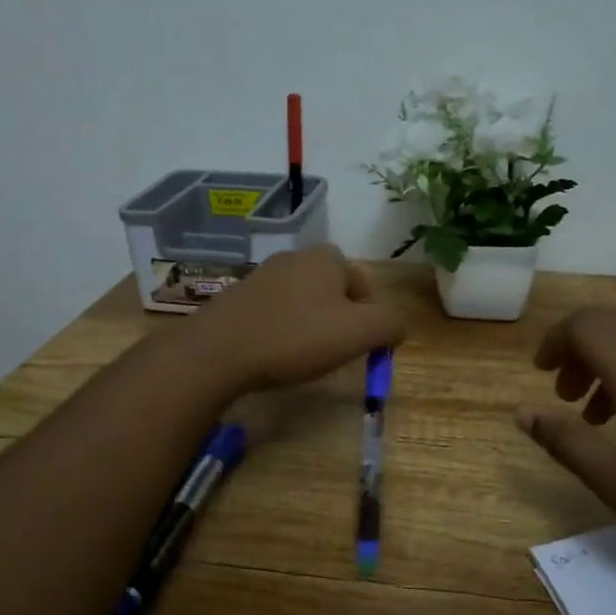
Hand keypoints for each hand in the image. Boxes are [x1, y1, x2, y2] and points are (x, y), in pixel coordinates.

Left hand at [190, 247, 406, 393]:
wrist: (218, 351)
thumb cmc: (296, 338)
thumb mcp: (359, 333)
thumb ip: (390, 324)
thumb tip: (397, 326)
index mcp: (326, 258)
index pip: (362, 284)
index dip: (368, 317)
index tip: (358, 347)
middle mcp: (295, 258)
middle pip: (333, 291)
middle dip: (339, 321)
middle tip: (334, 352)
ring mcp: (263, 276)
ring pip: (304, 302)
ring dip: (311, 326)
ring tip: (304, 357)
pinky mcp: (239, 297)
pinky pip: (276, 312)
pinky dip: (283, 331)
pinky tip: (275, 354)